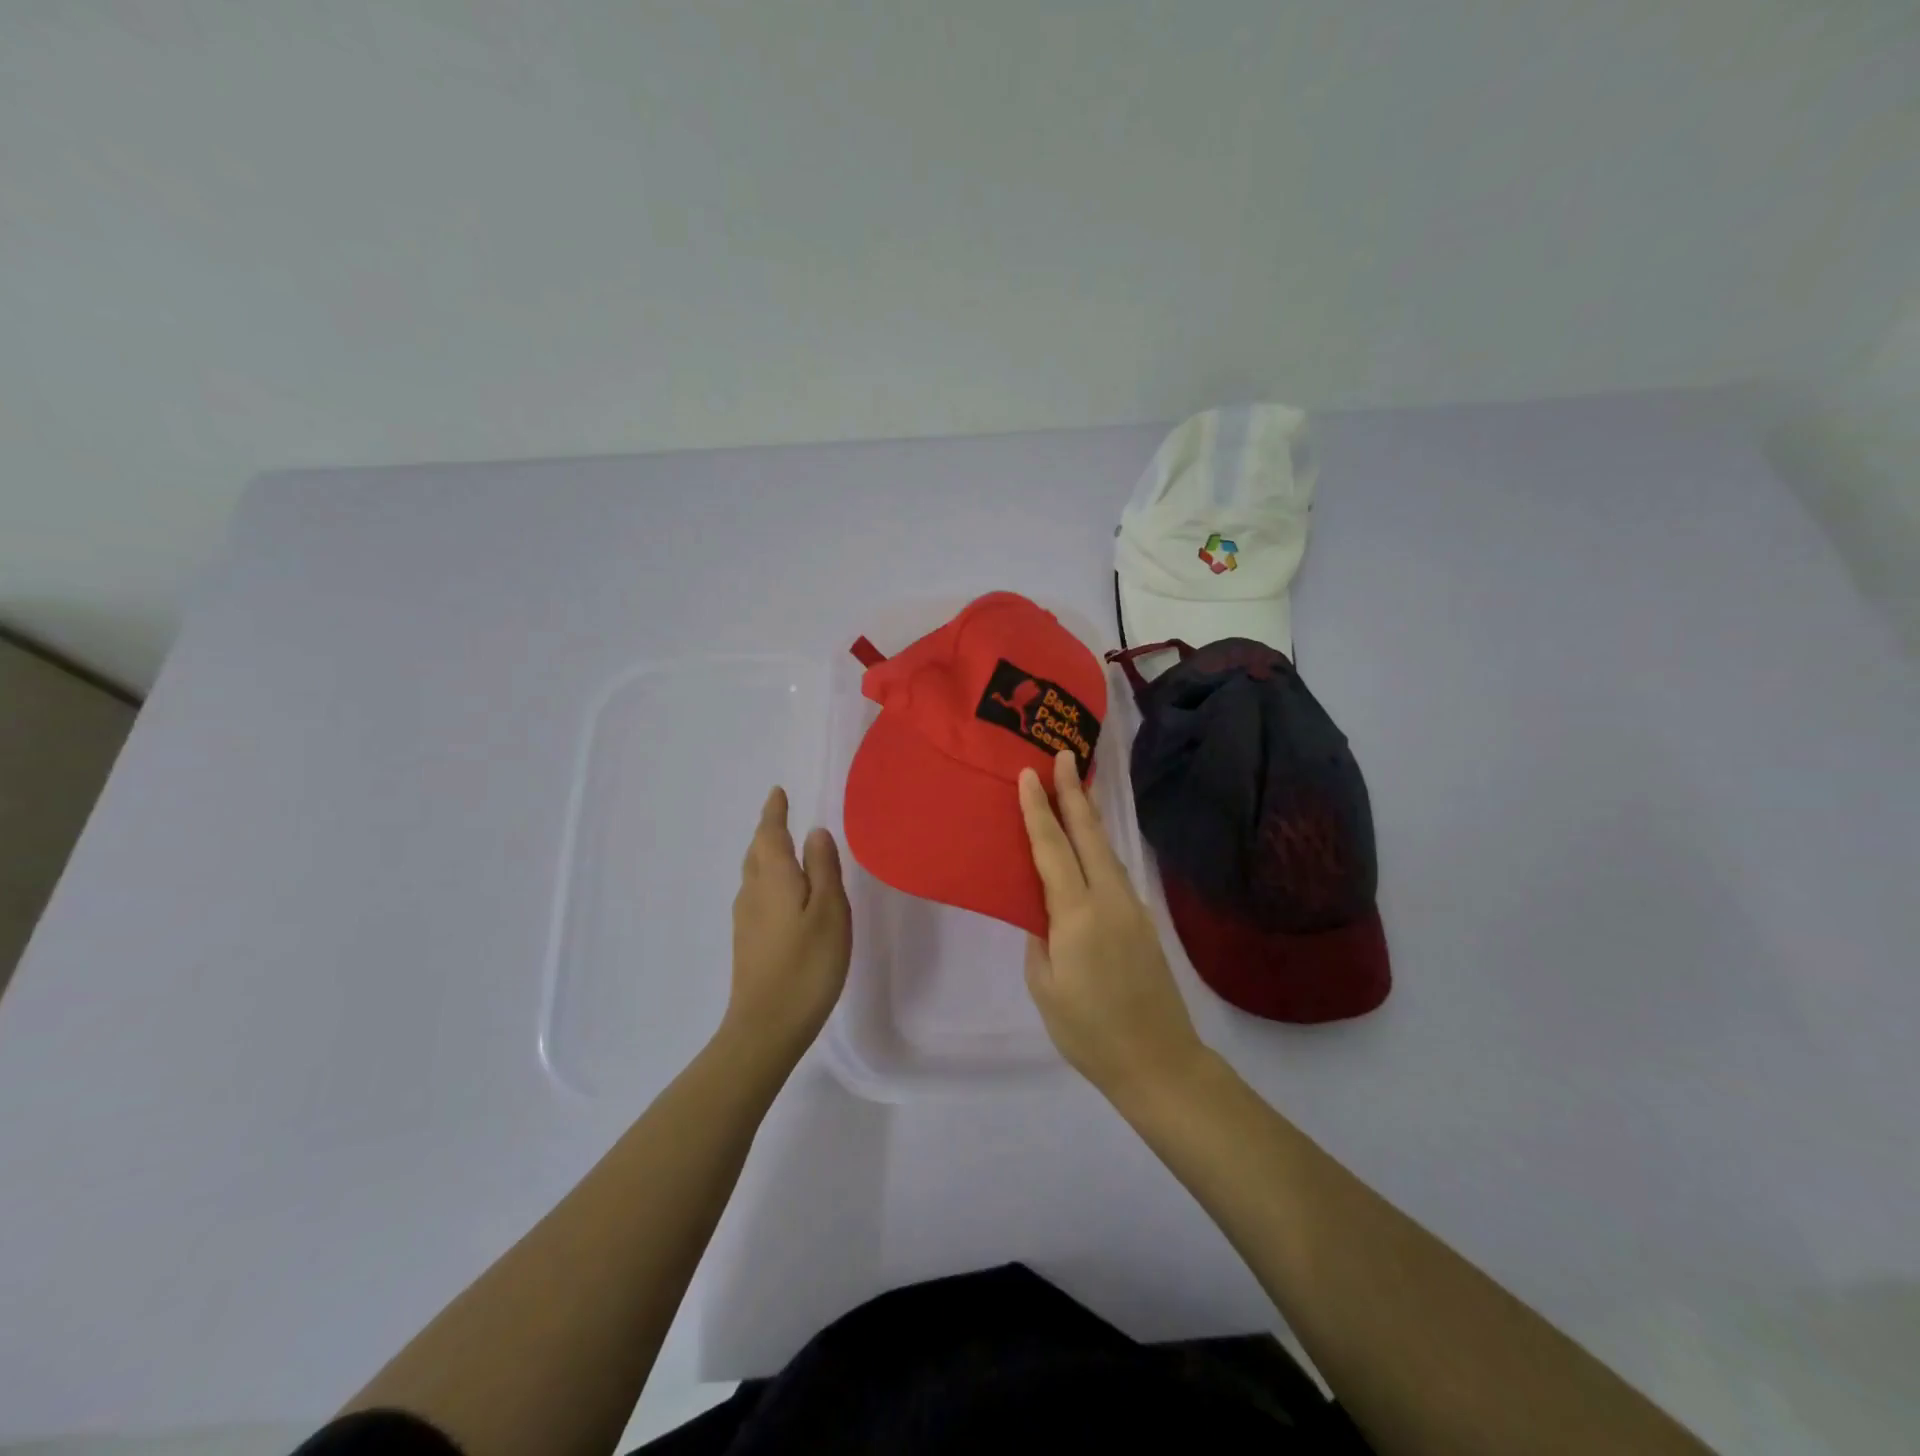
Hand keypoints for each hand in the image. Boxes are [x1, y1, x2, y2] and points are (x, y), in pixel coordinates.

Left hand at [724, 787, 851, 1065]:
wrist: (767, 1026)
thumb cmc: (807, 964)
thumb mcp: (829, 911)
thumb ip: (823, 868)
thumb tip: (814, 832)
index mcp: (774, 878)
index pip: (770, 834)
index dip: (774, 812)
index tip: (777, 792)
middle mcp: (753, 892)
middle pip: (756, 852)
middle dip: (767, 830)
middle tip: (780, 815)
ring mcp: (746, 919)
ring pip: (753, 874)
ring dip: (765, 854)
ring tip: (782, 847)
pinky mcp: (748, 942)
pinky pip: (755, 894)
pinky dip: (767, 879)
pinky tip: (780, 893)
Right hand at [1018, 751, 1206, 1098]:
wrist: (1159, 1061)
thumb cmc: (1090, 1031)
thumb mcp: (1045, 987)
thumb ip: (1041, 939)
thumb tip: (1044, 912)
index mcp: (1077, 915)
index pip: (1052, 849)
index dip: (1038, 810)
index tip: (1029, 774)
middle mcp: (1109, 899)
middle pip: (1089, 835)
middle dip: (1073, 792)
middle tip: (1063, 755)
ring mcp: (1132, 908)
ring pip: (1106, 849)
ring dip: (1089, 815)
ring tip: (1076, 787)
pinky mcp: (1143, 921)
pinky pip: (1114, 871)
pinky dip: (1098, 846)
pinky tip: (1090, 845)